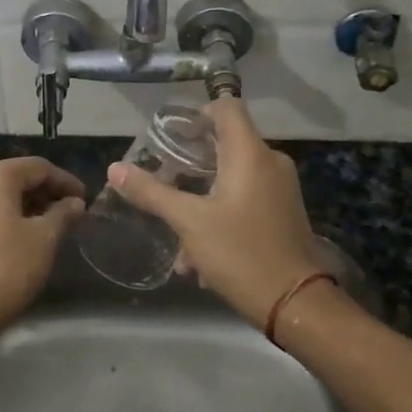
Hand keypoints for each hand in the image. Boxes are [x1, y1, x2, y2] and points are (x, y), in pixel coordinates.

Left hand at [0, 156, 84, 337]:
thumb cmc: (7, 268)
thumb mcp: (45, 239)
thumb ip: (63, 214)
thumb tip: (75, 202)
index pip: (38, 167)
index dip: (65, 180)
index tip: (85, 199)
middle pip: (16, 178)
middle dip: (46, 192)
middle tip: (71, 212)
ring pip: (0, 196)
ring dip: (28, 205)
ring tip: (51, 226)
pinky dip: (8, 217)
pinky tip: (23, 238)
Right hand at [106, 98, 334, 329]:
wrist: (296, 304)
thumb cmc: (241, 253)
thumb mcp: (188, 222)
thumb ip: (151, 192)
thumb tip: (115, 169)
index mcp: (250, 154)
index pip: (226, 107)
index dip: (196, 113)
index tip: (170, 136)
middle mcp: (270, 163)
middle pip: (225, 142)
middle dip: (189, 161)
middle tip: (160, 177)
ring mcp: (279, 189)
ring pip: (231, 176)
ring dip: (200, 195)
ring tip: (173, 225)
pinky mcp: (282, 212)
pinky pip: (244, 198)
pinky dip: (219, 212)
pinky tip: (197, 251)